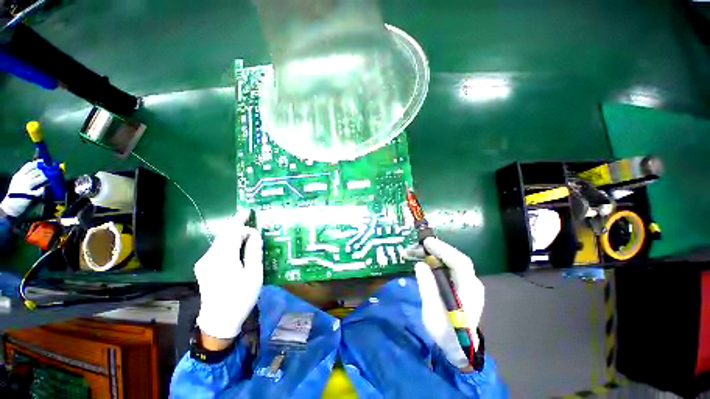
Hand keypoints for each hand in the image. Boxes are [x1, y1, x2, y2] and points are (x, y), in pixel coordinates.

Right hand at [0, 160, 46, 216]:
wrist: (10, 206)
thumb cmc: (16, 192)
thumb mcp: (18, 180)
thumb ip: (26, 174)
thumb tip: (37, 167)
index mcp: (19, 175)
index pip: (28, 166)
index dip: (37, 163)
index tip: (44, 161)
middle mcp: (22, 180)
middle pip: (35, 172)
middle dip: (44, 170)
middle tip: (50, 170)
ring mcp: (25, 188)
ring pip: (38, 179)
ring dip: (45, 178)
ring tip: (50, 177)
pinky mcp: (29, 196)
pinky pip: (40, 190)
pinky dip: (45, 188)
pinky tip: (48, 186)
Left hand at [195, 209, 262, 339]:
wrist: (219, 321)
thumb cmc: (241, 297)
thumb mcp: (254, 273)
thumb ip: (253, 251)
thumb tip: (254, 234)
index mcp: (222, 258)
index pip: (232, 232)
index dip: (241, 222)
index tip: (250, 213)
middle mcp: (209, 257)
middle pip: (224, 235)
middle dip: (237, 225)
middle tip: (248, 216)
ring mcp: (203, 263)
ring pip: (220, 241)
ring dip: (233, 234)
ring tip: (246, 230)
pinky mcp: (203, 267)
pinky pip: (217, 249)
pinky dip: (228, 243)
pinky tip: (237, 245)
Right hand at [412, 238, 484, 369]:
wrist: (459, 346)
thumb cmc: (445, 332)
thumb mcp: (432, 312)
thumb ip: (427, 287)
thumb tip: (420, 264)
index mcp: (468, 291)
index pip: (460, 263)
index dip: (443, 250)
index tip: (426, 243)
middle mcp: (471, 283)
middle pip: (454, 258)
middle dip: (435, 249)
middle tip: (415, 246)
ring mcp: (467, 282)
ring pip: (450, 261)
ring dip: (432, 254)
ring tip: (413, 252)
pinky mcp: (460, 283)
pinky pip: (447, 266)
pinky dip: (434, 260)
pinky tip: (422, 260)